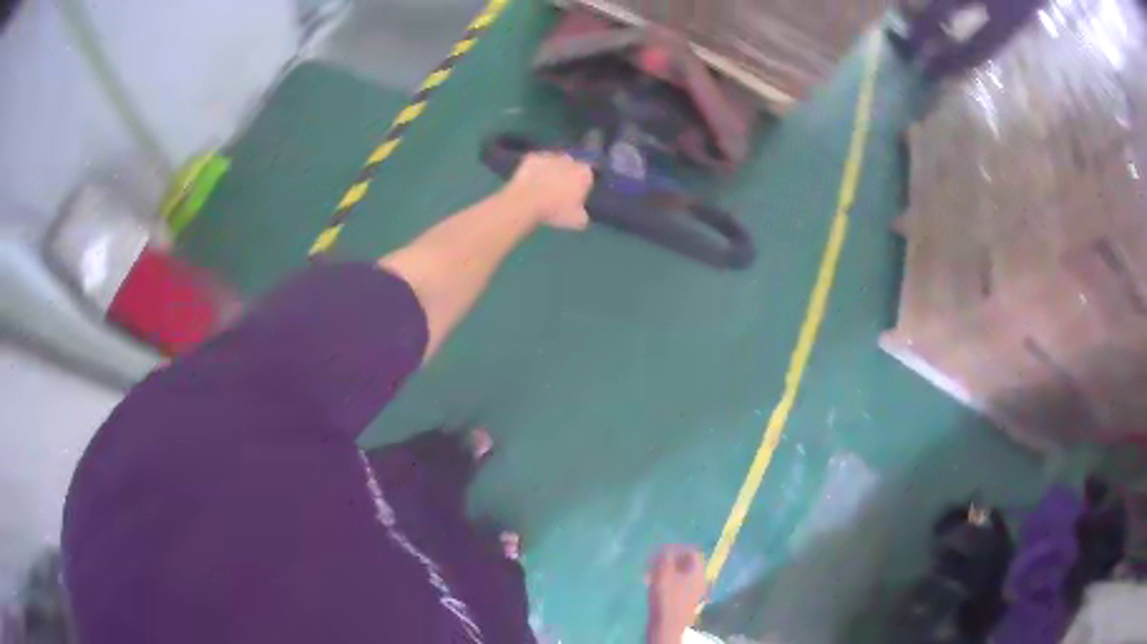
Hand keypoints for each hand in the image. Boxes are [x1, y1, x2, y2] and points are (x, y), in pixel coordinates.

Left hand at [501, 152, 592, 229]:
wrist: (526, 202)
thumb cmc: (555, 211)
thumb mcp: (577, 221)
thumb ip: (583, 214)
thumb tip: (581, 213)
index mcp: (584, 173)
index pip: (587, 178)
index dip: (580, 188)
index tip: (573, 198)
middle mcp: (569, 160)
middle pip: (571, 167)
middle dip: (566, 177)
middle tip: (557, 193)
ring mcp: (549, 156)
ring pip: (553, 163)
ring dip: (551, 172)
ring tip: (542, 189)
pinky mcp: (532, 157)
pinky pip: (536, 163)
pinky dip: (535, 170)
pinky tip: (530, 183)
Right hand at [647, 545, 707, 641]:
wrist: (667, 626)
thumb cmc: (667, 599)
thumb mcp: (664, 574)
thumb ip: (665, 558)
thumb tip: (666, 548)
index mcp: (698, 572)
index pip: (692, 552)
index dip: (677, 548)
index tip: (661, 550)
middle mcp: (699, 579)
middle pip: (686, 563)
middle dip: (669, 559)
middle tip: (653, 561)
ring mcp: (692, 591)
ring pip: (680, 574)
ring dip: (665, 570)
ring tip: (649, 573)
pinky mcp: (684, 600)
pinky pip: (677, 584)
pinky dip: (666, 580)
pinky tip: (652, 584)